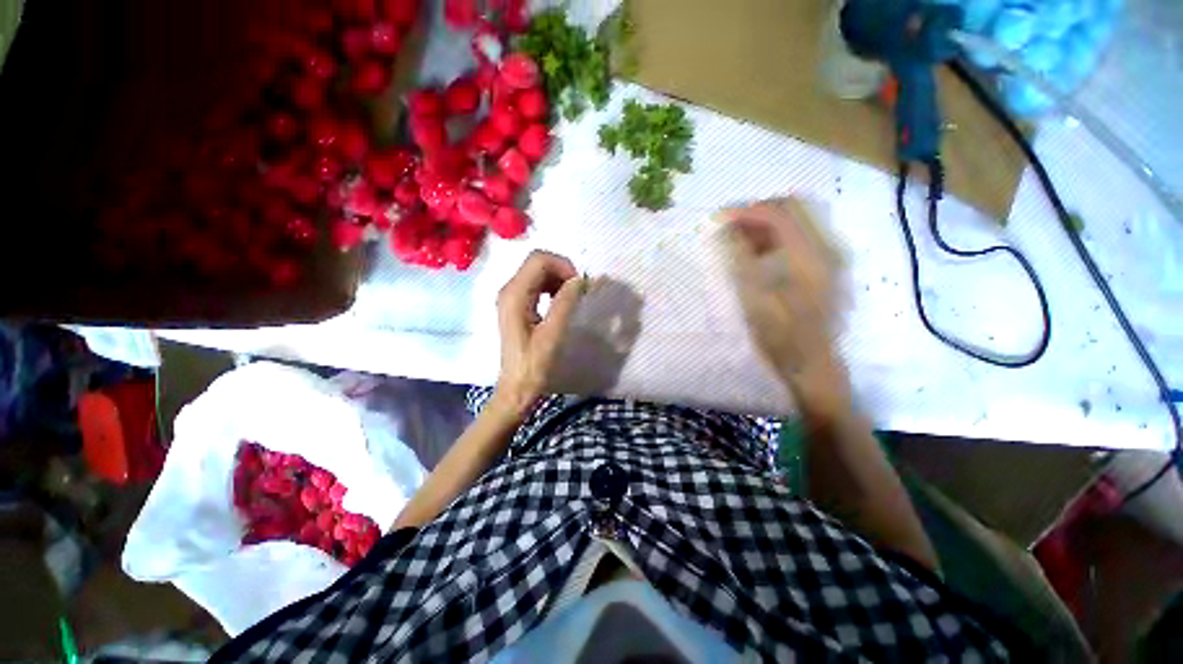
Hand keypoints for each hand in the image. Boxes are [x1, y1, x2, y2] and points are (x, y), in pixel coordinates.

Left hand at [493, 250, 584, 415]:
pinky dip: (552, 288)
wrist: (517, 386)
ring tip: (572, 298)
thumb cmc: (534, 364)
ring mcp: (511, 297)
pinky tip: (560, 303)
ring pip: (538, 272)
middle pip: (537, 262)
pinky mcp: (516, 305)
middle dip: (562, 271)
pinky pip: (536, 285)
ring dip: (558, 279)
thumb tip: (579, 279)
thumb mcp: (552, 334)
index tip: (580, 285)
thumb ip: (565, 303)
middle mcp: (509, 290)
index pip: (539, 260)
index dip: (563, 265)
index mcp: (514, 295)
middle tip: (579, 291)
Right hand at [720, 199, 845, 401]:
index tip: (718, 220)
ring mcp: (828, 257)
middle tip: (728, 227)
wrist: (812, 365)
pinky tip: (756, 254)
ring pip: (796, 221)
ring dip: (765, 224)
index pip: (779, 213)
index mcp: (809, 256)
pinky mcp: (824, 267)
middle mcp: (825, 248)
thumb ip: (740, 258)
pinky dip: (775, 238)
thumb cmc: (780, 335)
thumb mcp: (753, 297)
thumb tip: (725, 229)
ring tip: (738, 240)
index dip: (745, 211)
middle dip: (756, 212)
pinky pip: (799, 238)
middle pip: (792, 208)